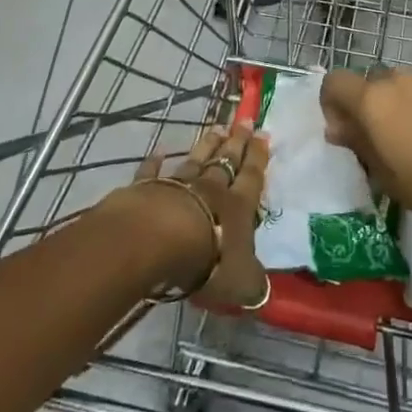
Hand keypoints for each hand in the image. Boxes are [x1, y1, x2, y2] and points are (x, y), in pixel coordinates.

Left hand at [108, 122, 270, 306]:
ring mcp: (179, 184)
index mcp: (238, 206)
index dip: (259, 157)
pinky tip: (160, 149)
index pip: (252, 176)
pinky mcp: (149, 188)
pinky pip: (154, 170)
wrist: (158, 241)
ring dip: (207, 144)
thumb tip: (263, 291)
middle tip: (244, 120)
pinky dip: (157, 160)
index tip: (263, 134)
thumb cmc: (208, 260)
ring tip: (216, 128)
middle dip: (237, 141)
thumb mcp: (241, 282)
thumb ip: (253, 283)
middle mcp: (211, 188)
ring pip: (197, 159)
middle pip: (227, 160)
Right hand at [320, 66, 411, 232]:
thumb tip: (338, 128)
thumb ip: (358, 144)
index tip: (345, 133)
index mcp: (372, 100)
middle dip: (366, 108)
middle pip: (367, 84)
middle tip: (379, 143)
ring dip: (395, 107)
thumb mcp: (385, 176)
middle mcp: (396, 80)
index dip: (331, 104)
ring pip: (398, 87)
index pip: (334, 82)